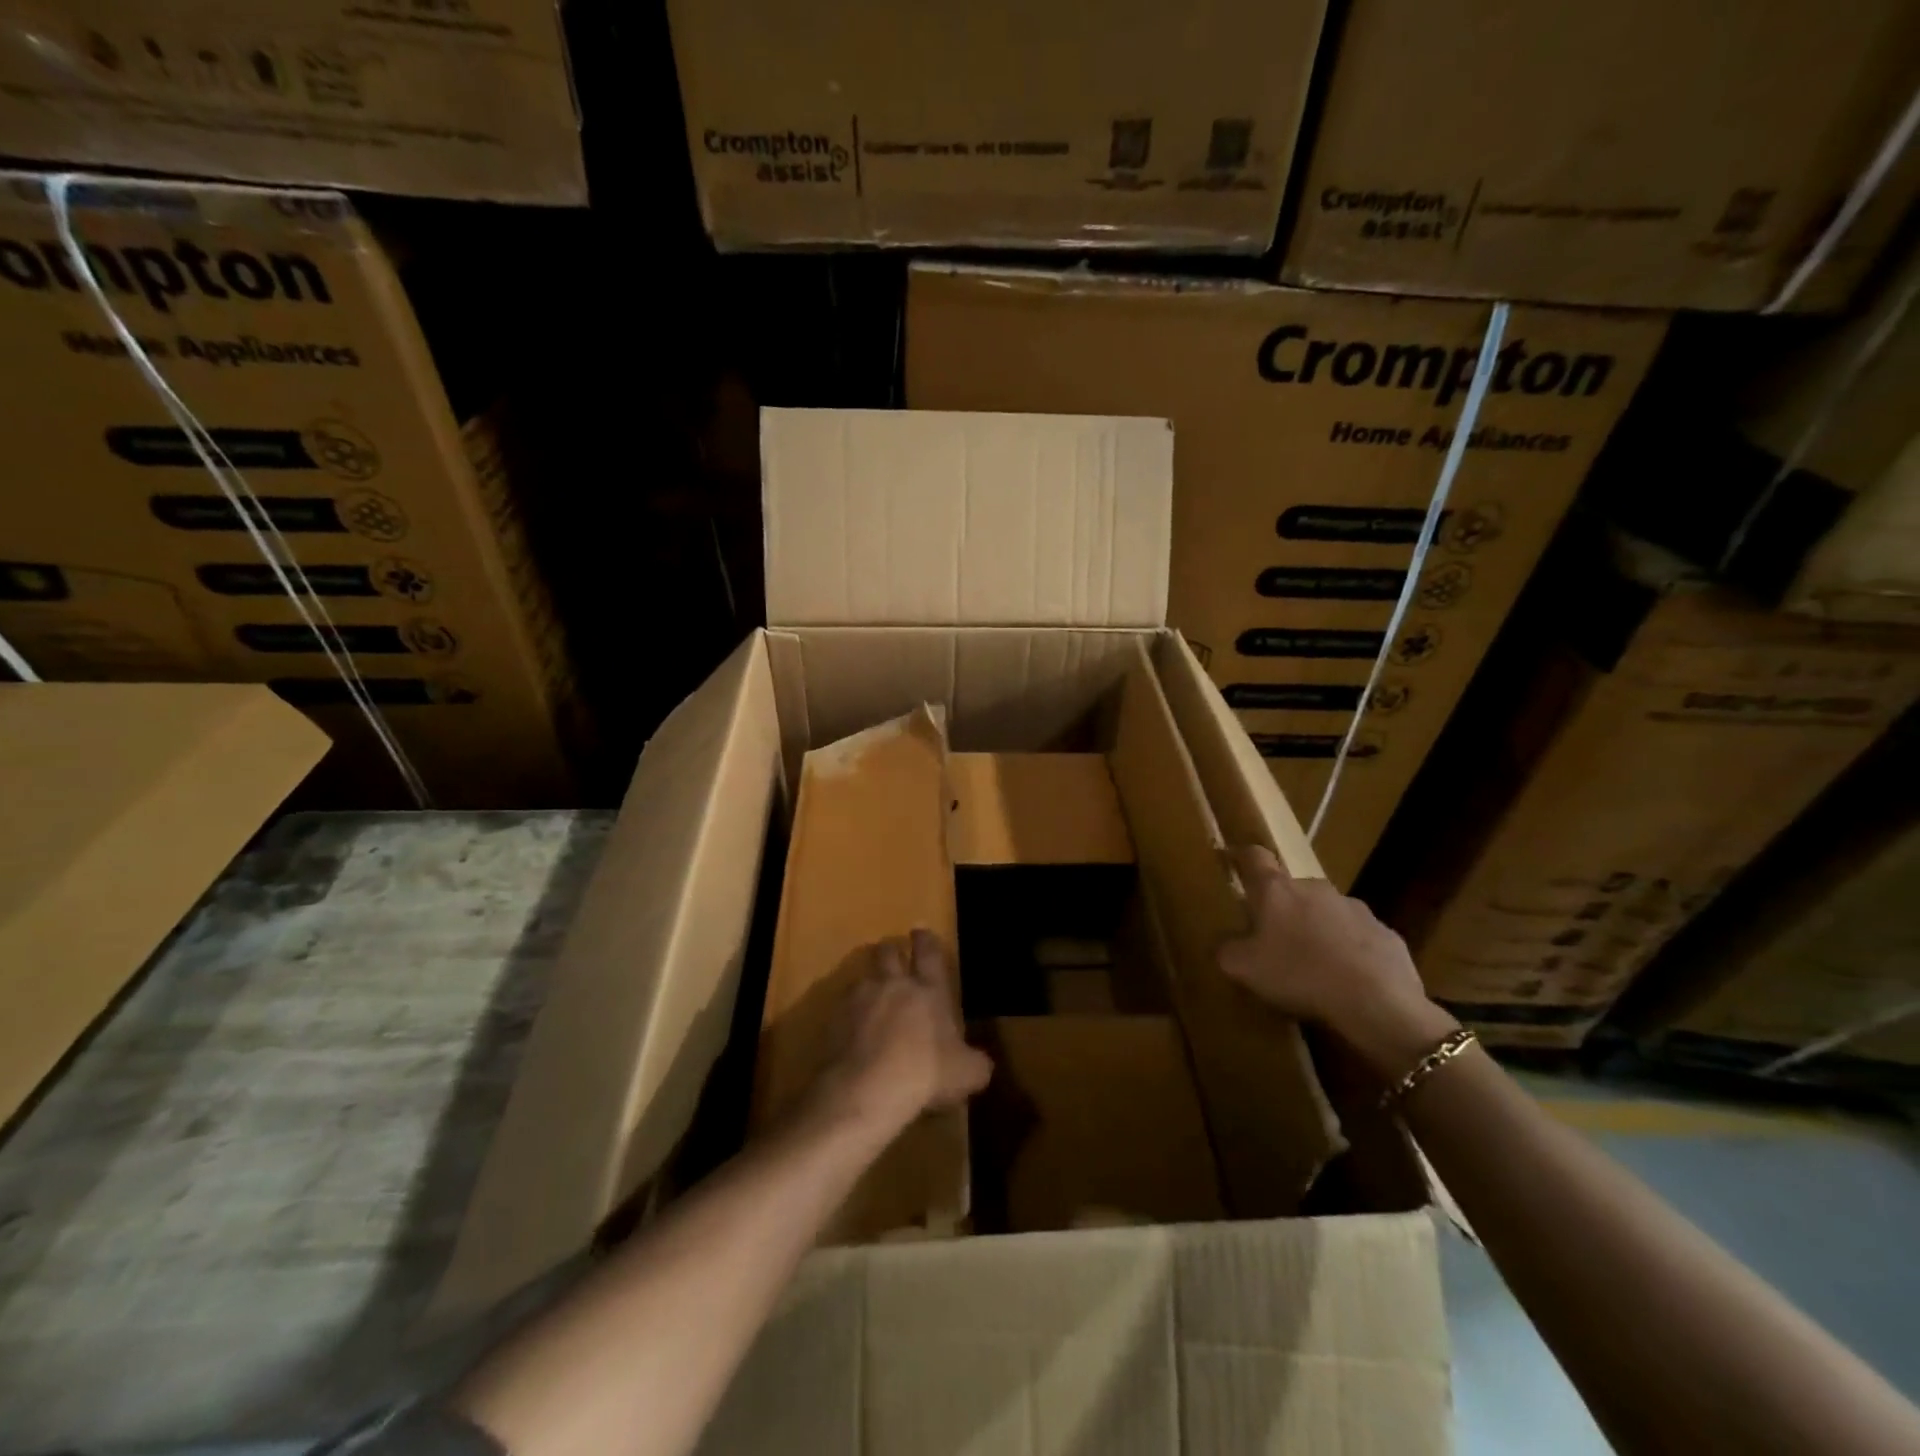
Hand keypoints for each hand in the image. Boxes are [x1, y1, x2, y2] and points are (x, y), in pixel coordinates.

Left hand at [808, 929, 991, 1138]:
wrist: (866, 1089)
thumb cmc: (925, 1073)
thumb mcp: (966, 1074)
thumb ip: (976, 1063)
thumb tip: (981, 1064)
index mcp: (928, 989)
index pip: (928, 951)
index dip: (925, 940)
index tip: (920, 932)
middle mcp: (893, 983)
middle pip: (888, 952)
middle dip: (891, 951)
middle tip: (894, 958)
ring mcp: (860, 998)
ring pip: (863, 977)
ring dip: (869, 984)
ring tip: (871, 999)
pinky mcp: (834, 1018)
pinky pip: (843, 1007)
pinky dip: (849, 1014)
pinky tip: (852, 1031)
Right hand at [1217, 845, 1456, 1076]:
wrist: (1377, 1003)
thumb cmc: (1299, 974)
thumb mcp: (1244, 968)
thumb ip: (1228, 950)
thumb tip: (1226, 944)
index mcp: (1277, 890)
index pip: (1254, 858)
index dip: (1241, 856)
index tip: (1231, 859)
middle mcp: (1316, 888)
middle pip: (1292, 889)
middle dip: (1283, 909)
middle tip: (1274, 939)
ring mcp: (1356, 909)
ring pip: (1328, 914)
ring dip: (1318, 930)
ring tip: (1314, 967)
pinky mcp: (1387, 935)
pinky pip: (1359, 939)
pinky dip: (1350, 953)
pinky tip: (1348, 982)